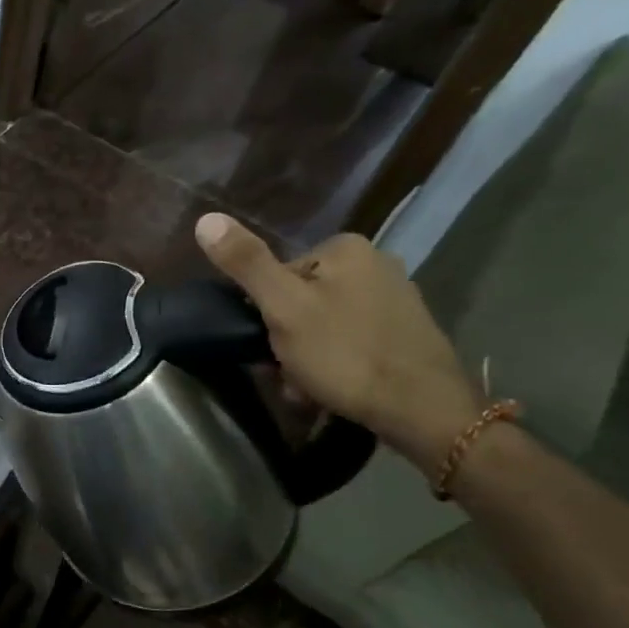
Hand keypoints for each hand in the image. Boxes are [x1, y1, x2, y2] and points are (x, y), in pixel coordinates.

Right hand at [194, 213, 482, 469]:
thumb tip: (206, 219)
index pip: (278, 275)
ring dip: (307, 357)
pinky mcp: (406, 332)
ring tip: (308, 389)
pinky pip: (351, 341)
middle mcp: (375, 262)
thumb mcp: (283, 308)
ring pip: (324, 324)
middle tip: (287, 374)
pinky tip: (334, 389)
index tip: (267, 347)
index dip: (264, 314)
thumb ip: (246, 264)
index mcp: (345, 248)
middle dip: (287, 339)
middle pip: (302, 300)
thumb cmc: (345, 353)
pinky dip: (336, 363)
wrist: (422, 408)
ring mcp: (395, 298)